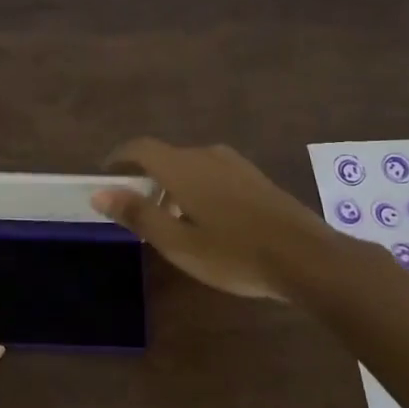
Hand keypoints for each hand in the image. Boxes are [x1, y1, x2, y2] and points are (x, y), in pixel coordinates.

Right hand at [93, 138, 339, 300]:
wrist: (309, 259)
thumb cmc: (235, 254)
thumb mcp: (178, 243)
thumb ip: (138, 214)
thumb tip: (100, 192)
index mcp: (182, 168)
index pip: (140, 148)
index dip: (118, 159)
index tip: (104, 176)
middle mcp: (207, 156)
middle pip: (165, 156)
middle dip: (144, 177)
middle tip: (135, 208)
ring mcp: (235, 165)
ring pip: (190, 165)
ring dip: (171, 184)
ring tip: (169, 219)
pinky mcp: (255, 178)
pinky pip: (212, 173)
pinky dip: (196, 187)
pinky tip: (206, 220)